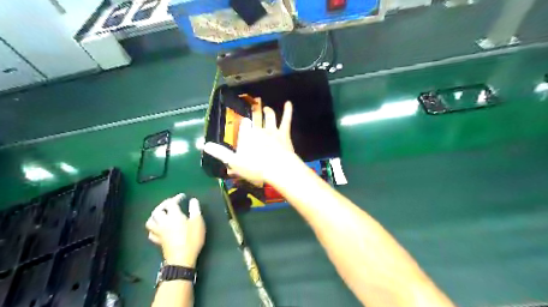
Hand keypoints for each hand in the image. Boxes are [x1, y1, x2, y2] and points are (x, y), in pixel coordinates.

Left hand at [145, 194, 205, 266]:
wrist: (182, 259)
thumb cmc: (192, 239)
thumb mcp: (198, 222)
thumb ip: (195, 209)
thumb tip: (193, 200)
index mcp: (174, 216)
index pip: (171, 203)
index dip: (176, 198)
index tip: (183, 197)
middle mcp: (164, 222)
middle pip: (158, 210)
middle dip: (163, 205)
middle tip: (171, 203)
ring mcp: (159, 232)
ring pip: (151, 221)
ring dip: (155, 215)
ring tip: (162, 214)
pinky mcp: (158, 241)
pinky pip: (151, 232)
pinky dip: (154, 228)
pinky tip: (159, 228)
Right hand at [205, 102, 301, 185]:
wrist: (278, 168)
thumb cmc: (255, 167)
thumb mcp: (234, 162)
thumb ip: (221, 153)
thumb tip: (205, 145)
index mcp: (246, 135)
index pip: (243, 124)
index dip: (243, 123)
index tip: (243, 122)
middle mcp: (258, 129)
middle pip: (256, 118)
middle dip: (255, 112)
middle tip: (254, 107)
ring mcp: (272, 130)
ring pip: (270, 117)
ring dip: (268, 111)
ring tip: (266, 108)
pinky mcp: (284, 134)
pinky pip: (286, 120)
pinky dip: (288, 110)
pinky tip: (289, 103)